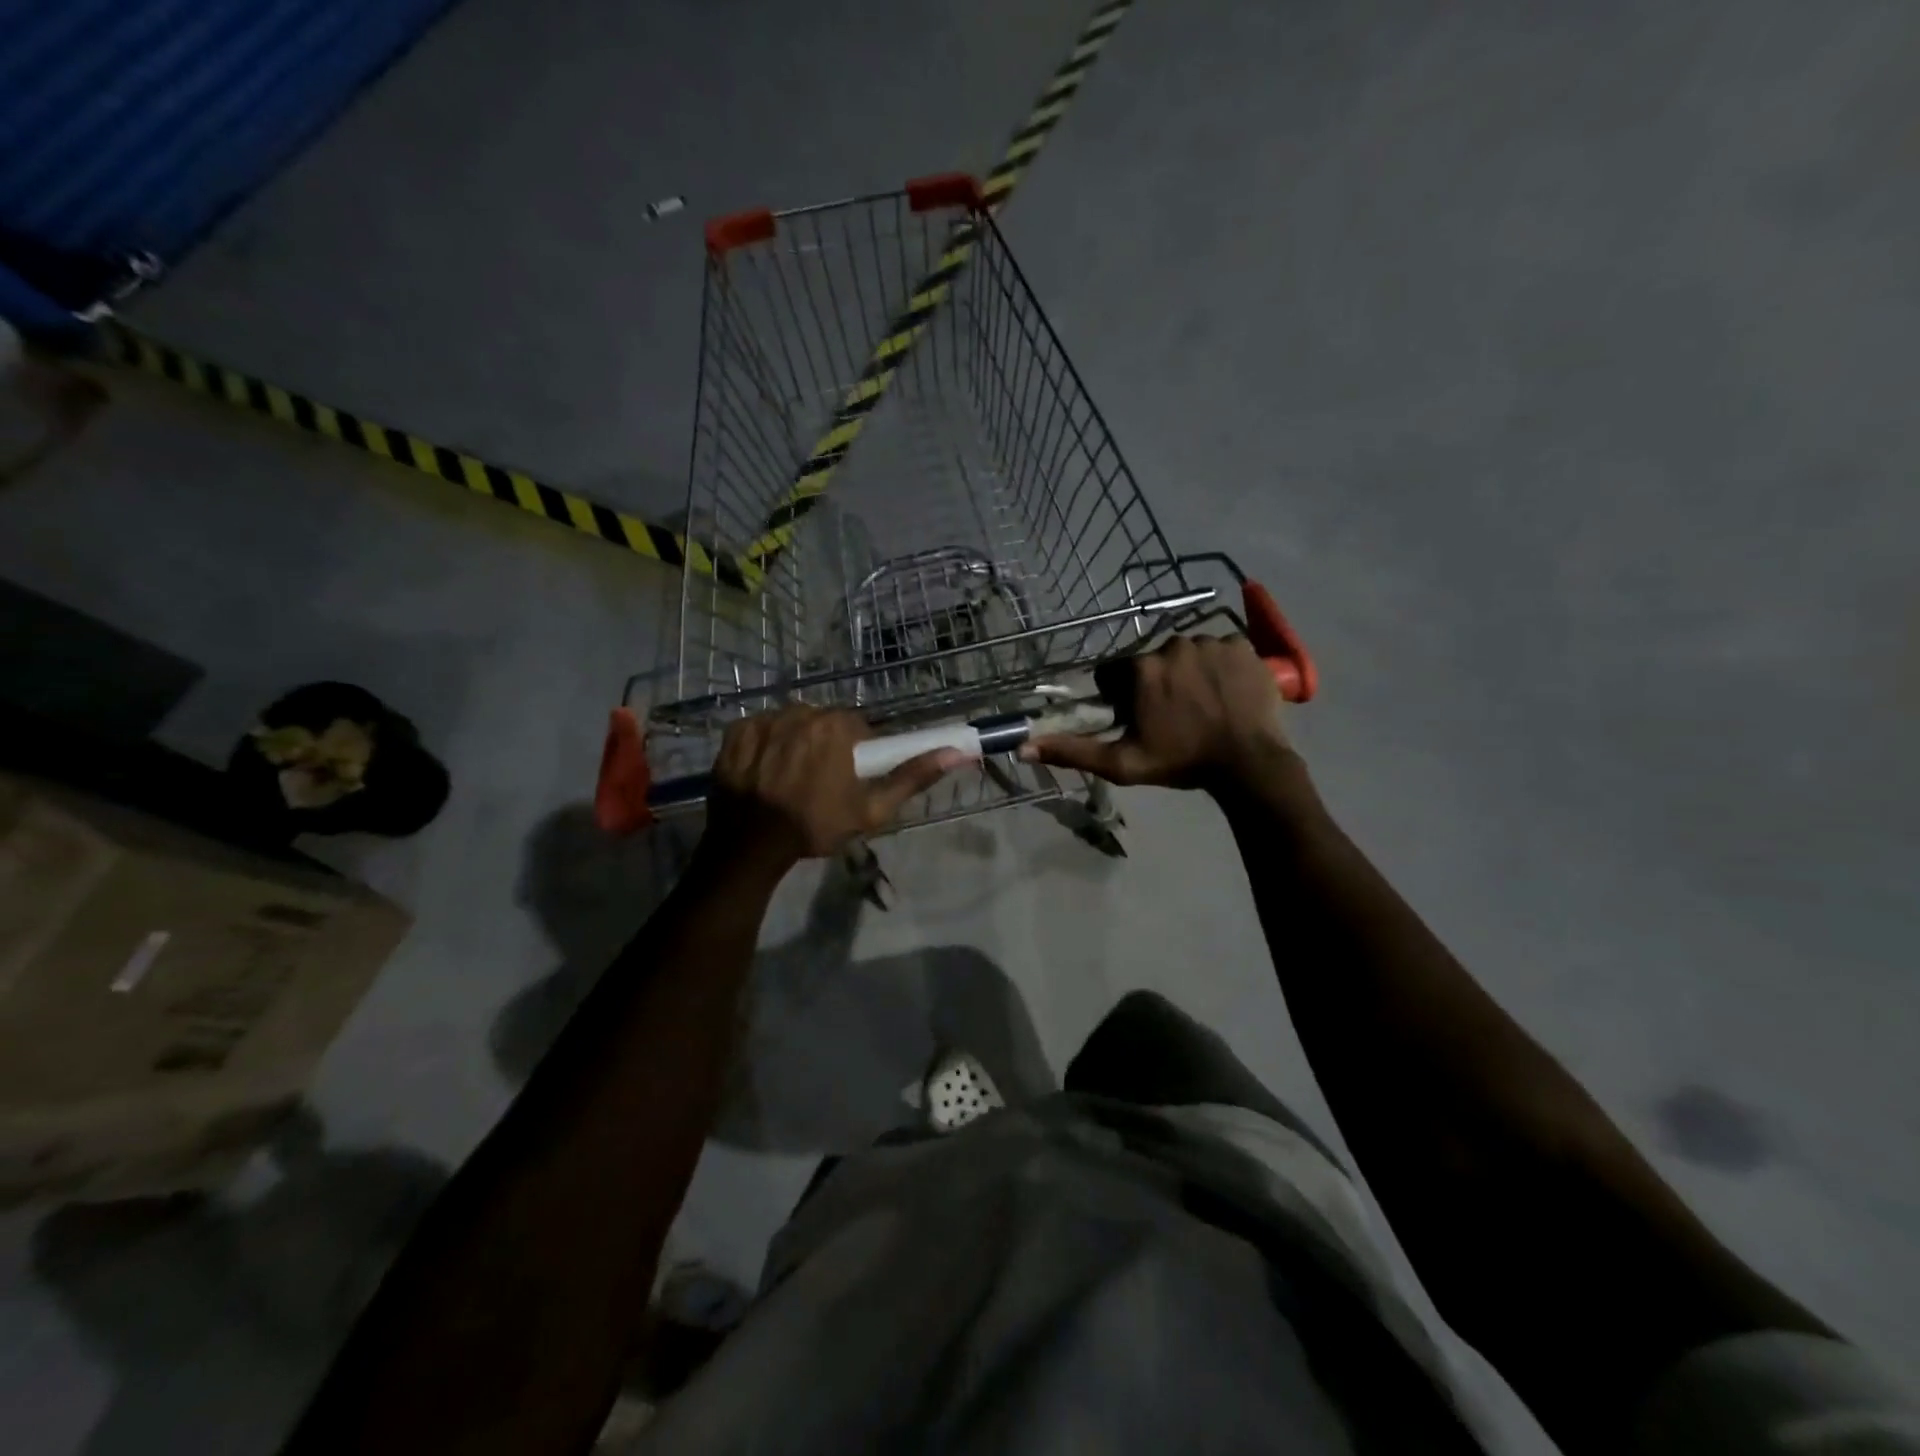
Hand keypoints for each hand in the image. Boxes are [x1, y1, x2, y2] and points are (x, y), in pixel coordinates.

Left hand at [701, 704, 961, 872]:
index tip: (847, 778)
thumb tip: (958, 752)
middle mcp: (800, 712)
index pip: (856, 728)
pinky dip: (765, 746)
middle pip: (823, 722)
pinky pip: (761, 729)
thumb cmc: (816, 826)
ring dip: (795, 743)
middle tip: (818, 782)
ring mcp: (764, 720)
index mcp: (836, 726)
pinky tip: (764, 772)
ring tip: (788, 779)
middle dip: (825, 745)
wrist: (751, 846)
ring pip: (792, 723)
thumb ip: (913, 777)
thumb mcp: (873, 809)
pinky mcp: (736, 732)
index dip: (855, 753)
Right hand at [1021, 635, 1291, 789]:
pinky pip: (1222, 649)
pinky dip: (1221, 667)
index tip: (1139, 716)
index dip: (1123, 694)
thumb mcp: (1121, 763)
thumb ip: (1072, 751)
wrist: (1249, 763)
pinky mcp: (1242, 646)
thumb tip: (1024, 747)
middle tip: (1174, 715)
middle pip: (1154, 660)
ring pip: (1188, 653)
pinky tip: (1227, 693)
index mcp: (1141, 669)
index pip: (1118, 671)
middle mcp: (1172, 644)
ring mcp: (1211, 641)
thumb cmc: (1181, 762)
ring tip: (1204, 705)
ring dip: (1190, 673)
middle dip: (1158, 682)